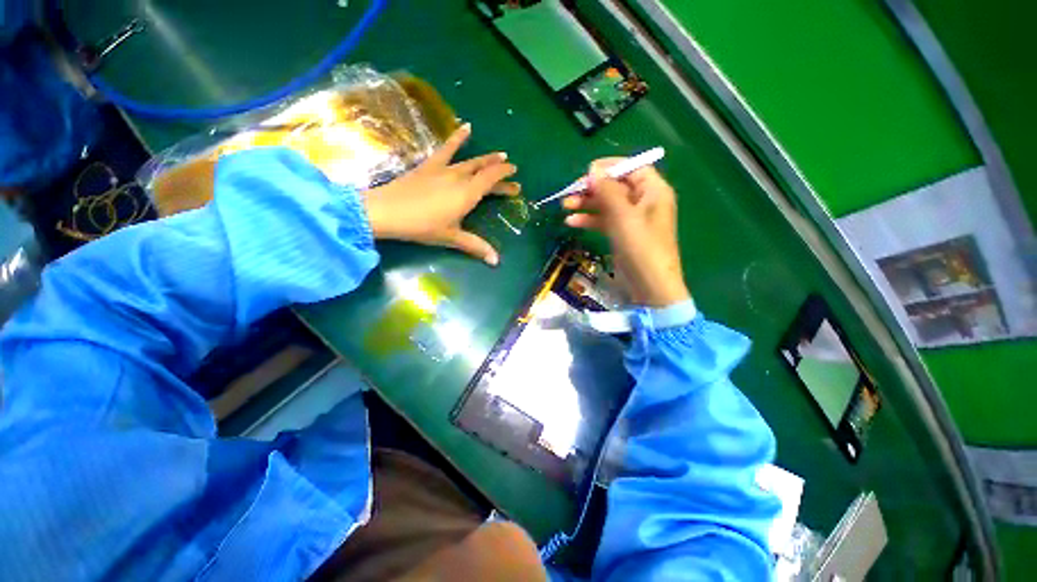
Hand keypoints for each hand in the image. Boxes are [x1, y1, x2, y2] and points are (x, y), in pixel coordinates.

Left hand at [363, 124, 518, 265]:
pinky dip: (457, 138)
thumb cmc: (423, 226)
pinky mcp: (430, 166)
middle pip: (484, 171)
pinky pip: (446, 149)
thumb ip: (476, 246)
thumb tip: (496, 262)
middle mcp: (459, 177)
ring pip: (471, 160)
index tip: (515, 176)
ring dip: (486, 158)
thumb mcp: (451, 238)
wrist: (388, 211)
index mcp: (467, 194)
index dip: (504, 176)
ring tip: (499, 153)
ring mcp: (444, 169)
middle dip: (500, 172)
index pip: (491, 180)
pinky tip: (466, 127)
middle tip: (512, 172)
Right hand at [563, 160, 689, 306]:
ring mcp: (632, 220)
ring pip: (607, 205)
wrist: (649, 285)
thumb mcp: (623, 216)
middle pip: (615, 186)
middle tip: (570, 192)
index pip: (632, 168)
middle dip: (592, 188)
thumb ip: (608, 191)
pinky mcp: (622, 234)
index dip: (610, 167)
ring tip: (564, 206)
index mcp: (653, 191)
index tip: (587, 172)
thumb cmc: (640, 247)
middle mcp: (644, 202)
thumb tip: (593, 171)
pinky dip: (589, 220)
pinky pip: (604, 221)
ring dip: (586, 204)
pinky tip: (571, 222)